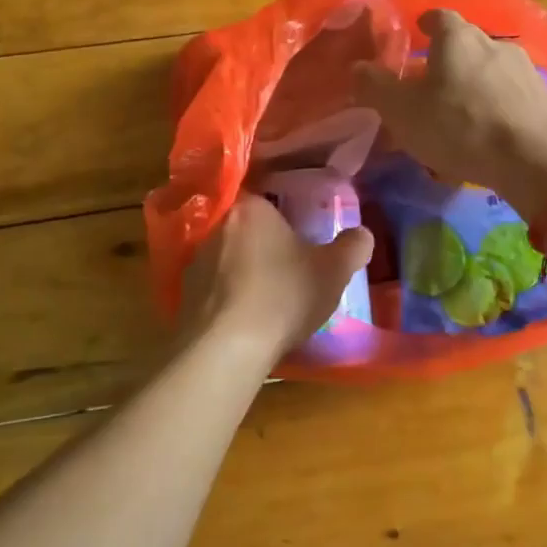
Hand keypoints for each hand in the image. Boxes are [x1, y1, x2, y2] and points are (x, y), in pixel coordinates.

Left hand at [179, 194, 373, 363]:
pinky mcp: (184, 293)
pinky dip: (229, 298)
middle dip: (266, 244)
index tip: (301, 237)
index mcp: (251, 207)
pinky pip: (214, 287)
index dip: (286, 217)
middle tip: (291, 268)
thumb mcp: (333, 271)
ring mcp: (196, 259)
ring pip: (228, 257)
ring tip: (269, 298)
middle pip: (248, 228)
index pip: (268, 198)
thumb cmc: (284, 295)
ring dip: (245, 272)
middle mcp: (217, 225)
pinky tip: (246, 319)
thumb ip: (352, 247)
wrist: (226, 347)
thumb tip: (362, 234)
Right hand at [353, 9, 546, 224]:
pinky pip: (511, 94)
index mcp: (457, 38)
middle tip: (431, 81)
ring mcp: (525, 69)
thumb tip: (357, 68)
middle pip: (467, 42)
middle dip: (449, 57)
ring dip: (475, 82)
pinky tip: (489, 129)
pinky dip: (497, 104)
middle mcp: (494, 43)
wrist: (533, 158)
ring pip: (491, 69)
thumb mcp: (402, 110)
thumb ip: (376, 87)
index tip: (418, 30)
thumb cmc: (458, 126)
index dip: (426, 23)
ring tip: (461, 110)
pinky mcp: (545, 98)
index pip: (439, 17)